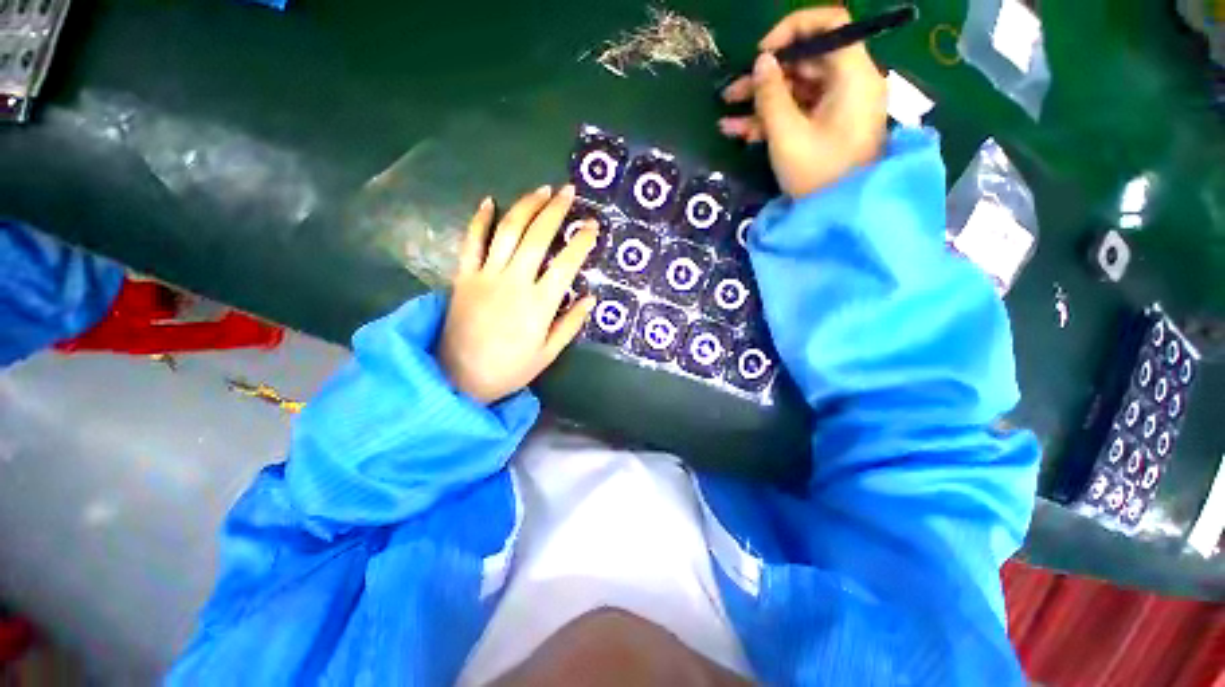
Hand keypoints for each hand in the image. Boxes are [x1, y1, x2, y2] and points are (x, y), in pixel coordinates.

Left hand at [438, 185, 597, 404]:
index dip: (582, 242)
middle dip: (555, 211)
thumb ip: (571, 324)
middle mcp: (514, 282)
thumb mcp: (548, 353)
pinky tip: (489, 201)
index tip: (593, 226)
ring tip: (541, 190)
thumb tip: (591, 298)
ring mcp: (486, 276)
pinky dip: (479, 220)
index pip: (567, 264)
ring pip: (508, 231)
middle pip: (538, 237)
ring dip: (526, 206)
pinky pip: (471, 242)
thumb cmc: (510, 368)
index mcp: (539, 304)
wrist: (459, 378)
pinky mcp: (464, 276)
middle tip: (568, 192)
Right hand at [718, 7, 887, 197]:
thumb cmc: (817, 175)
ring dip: (760, 103)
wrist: (838, 215)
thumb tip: (761, 61)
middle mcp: (850, 83)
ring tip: (726, 117)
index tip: (762, 54)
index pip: (830, 24)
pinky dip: (771, 120)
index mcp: (852, 75)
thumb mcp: (787, 135)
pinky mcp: (827, 126)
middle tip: (731, 93)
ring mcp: (838, 106)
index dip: (793, 29)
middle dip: (765, 77)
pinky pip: (798, 112)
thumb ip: (771, 95)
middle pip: (806, 61)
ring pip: (797, 90)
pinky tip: (739, 132)